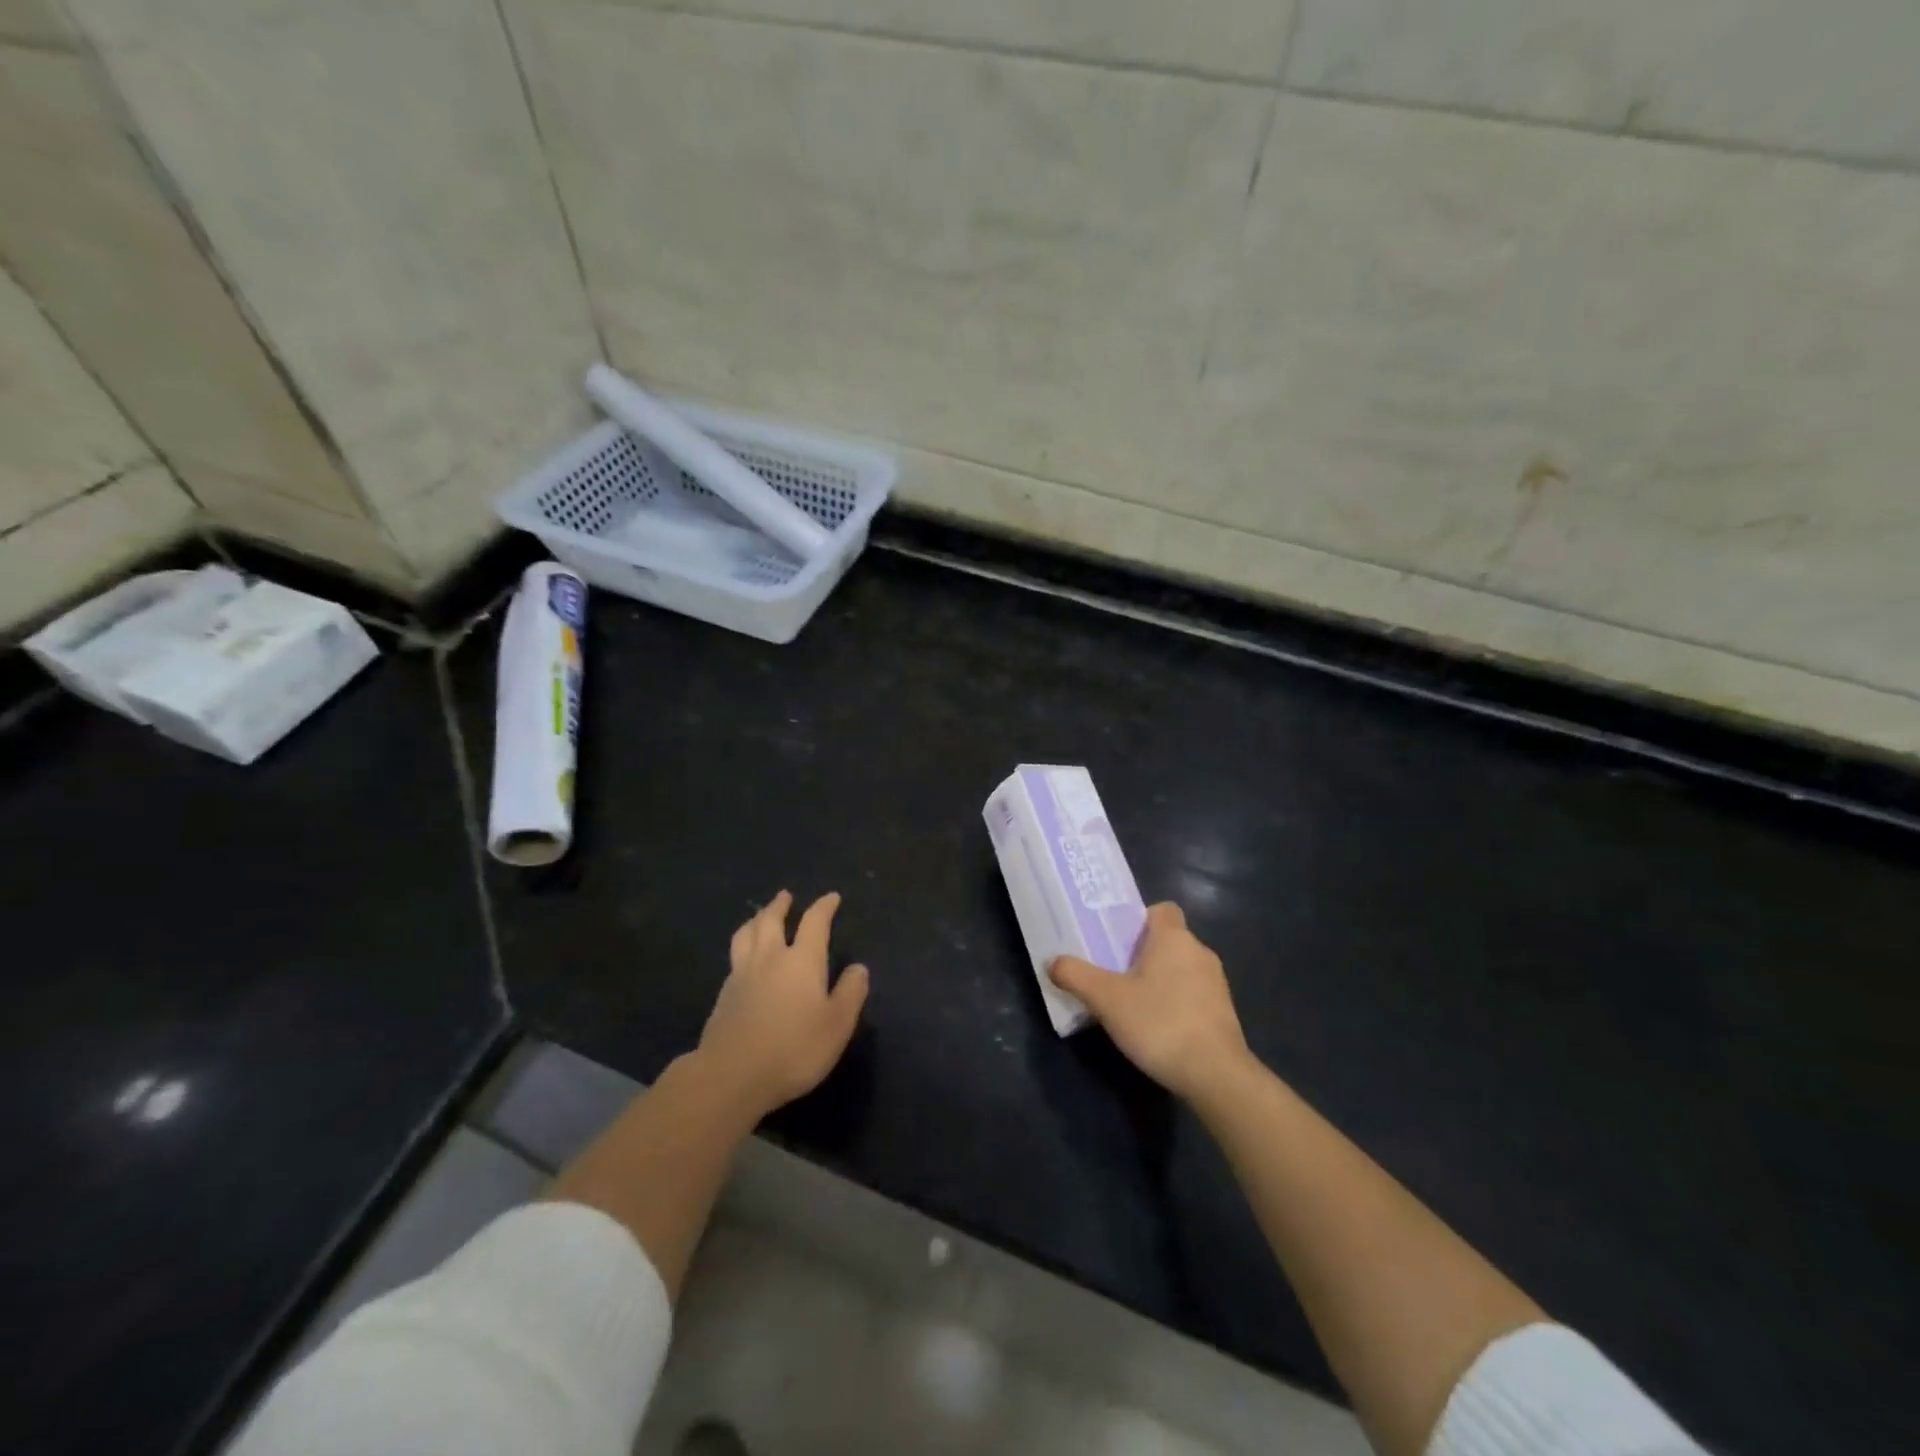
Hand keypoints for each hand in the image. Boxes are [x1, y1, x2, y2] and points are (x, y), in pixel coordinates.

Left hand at [698, 890, 869, 1118]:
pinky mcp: (723, 995)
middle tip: (785, 896)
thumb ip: (850, 993)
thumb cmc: (793, 1049)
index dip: (824, 907)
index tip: (831, 898)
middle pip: (771, 920)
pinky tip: (744, 957)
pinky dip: (742, 946)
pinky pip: (734, 957)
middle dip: (780, 905)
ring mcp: (741, 974)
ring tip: (760, 917)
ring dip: (756, 920)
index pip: (814, 923)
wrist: (731, 1076)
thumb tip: (858, 968)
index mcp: (802, 961)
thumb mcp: (837, 1025)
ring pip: (746, 934)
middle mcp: (770, 958)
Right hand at [1050, 902, 1247, 1100]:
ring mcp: (1216, 982)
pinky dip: (1176, 1002)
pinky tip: (1157, 1027)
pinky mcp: (1224, 1011)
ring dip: (1160, 979)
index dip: (1139, 919)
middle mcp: (1199, 951)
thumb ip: (1076, 976)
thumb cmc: (1159, 1023)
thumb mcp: (1106, 999)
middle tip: (1113, 973)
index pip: (1162, 909)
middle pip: (1168, 939)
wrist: (1216, 1075)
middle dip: (1142, 953)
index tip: (1118, 940)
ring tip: (1132, 1003)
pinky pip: (1193, 993)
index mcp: (1174, 937)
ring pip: (1181, 967)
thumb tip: (1053, 961)